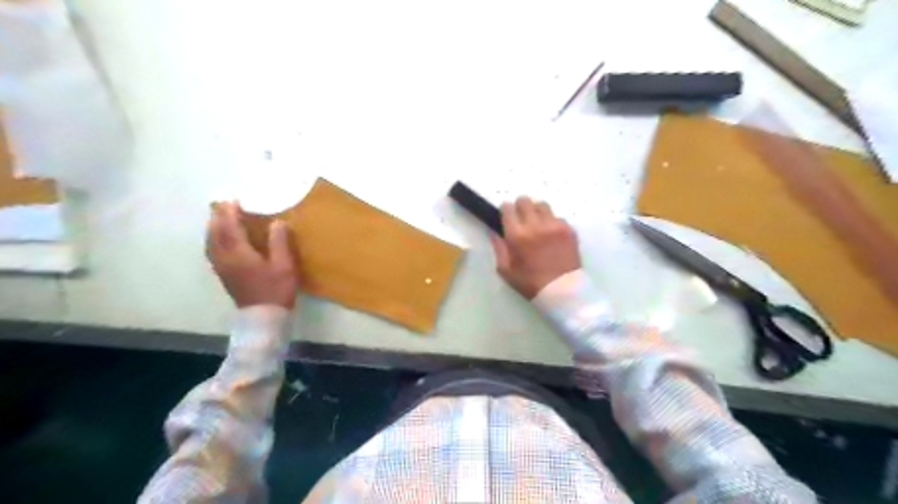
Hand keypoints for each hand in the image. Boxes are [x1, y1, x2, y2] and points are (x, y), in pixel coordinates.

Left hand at [204, 203, 297, 308]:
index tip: (234, 200)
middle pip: (215, 233)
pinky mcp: (224, 276)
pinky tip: (218, 241)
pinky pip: (212, 252)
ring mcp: (222, 268)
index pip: (230, 227)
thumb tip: (277, 222)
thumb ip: (279, 242)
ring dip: (213, 228)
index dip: (230, 213)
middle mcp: (225, 258)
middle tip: (222, 205)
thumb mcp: (284, 265)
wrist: (264, 317)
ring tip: (218, 219)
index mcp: (239, 253)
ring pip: (211, 243)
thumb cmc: (276, 289)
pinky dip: (213, 241)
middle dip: (218, 218)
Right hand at [488, 196, 578, 298]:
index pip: (507, 208)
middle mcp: (535, 225)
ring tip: (538, 224)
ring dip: (537, 211)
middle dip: (520, 206)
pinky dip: (552, 222)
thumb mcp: (506, 270)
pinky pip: (557, 217)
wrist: (561, 291)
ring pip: (542, 205)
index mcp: (517, 236)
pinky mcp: (568, 229)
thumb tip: (493, 231)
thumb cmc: (530, 283)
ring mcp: (554, 225)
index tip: (507, 216)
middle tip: (521, 218)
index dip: (505, 210)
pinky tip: (551, 235)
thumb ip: (498, 248)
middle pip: (525, 200)